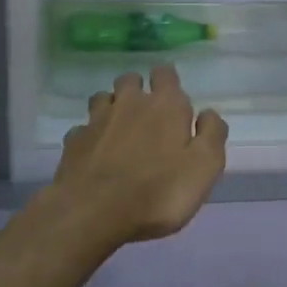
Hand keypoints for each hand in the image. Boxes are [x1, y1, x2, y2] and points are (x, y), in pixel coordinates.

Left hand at [53, 65, 228, 245]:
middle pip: (131, 80)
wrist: (94, 213)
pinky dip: (90, 135)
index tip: (173, 100)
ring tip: (119, 130)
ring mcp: (97, 120)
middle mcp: (129, 102)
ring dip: (112, 107)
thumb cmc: (159, 191)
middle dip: (138, 90)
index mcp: (165, 104)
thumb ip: (212, 134)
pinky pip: (83, 128)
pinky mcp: (74, 141)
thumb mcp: (205, 167)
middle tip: (147, 116)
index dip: (168, 82)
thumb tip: (208, 113)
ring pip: (104, 98)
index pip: (165, 73)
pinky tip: (95, 153)